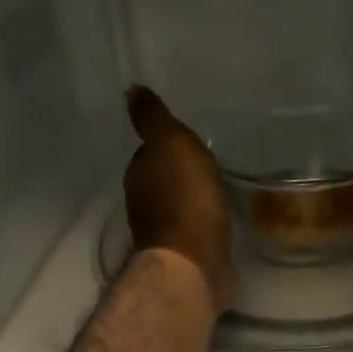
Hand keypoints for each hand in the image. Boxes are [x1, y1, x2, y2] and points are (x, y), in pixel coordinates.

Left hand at [124, 86, 235, 311]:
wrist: (195, 261)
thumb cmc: (185, 198)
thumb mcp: (172, 144)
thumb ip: (153, 119)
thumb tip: (131, 90)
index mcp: (139, 175)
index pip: (149, 152)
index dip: (168, 146)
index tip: (189, 142)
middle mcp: (144, 203)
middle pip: (162, 180)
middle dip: (181, 173)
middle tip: (208, 164)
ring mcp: (165, 233)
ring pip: (179, 205)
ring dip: (194, 198)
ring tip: (218, 189)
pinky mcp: (187, 255)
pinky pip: (196, 229)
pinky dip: (205, 222)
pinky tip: (221, 219)